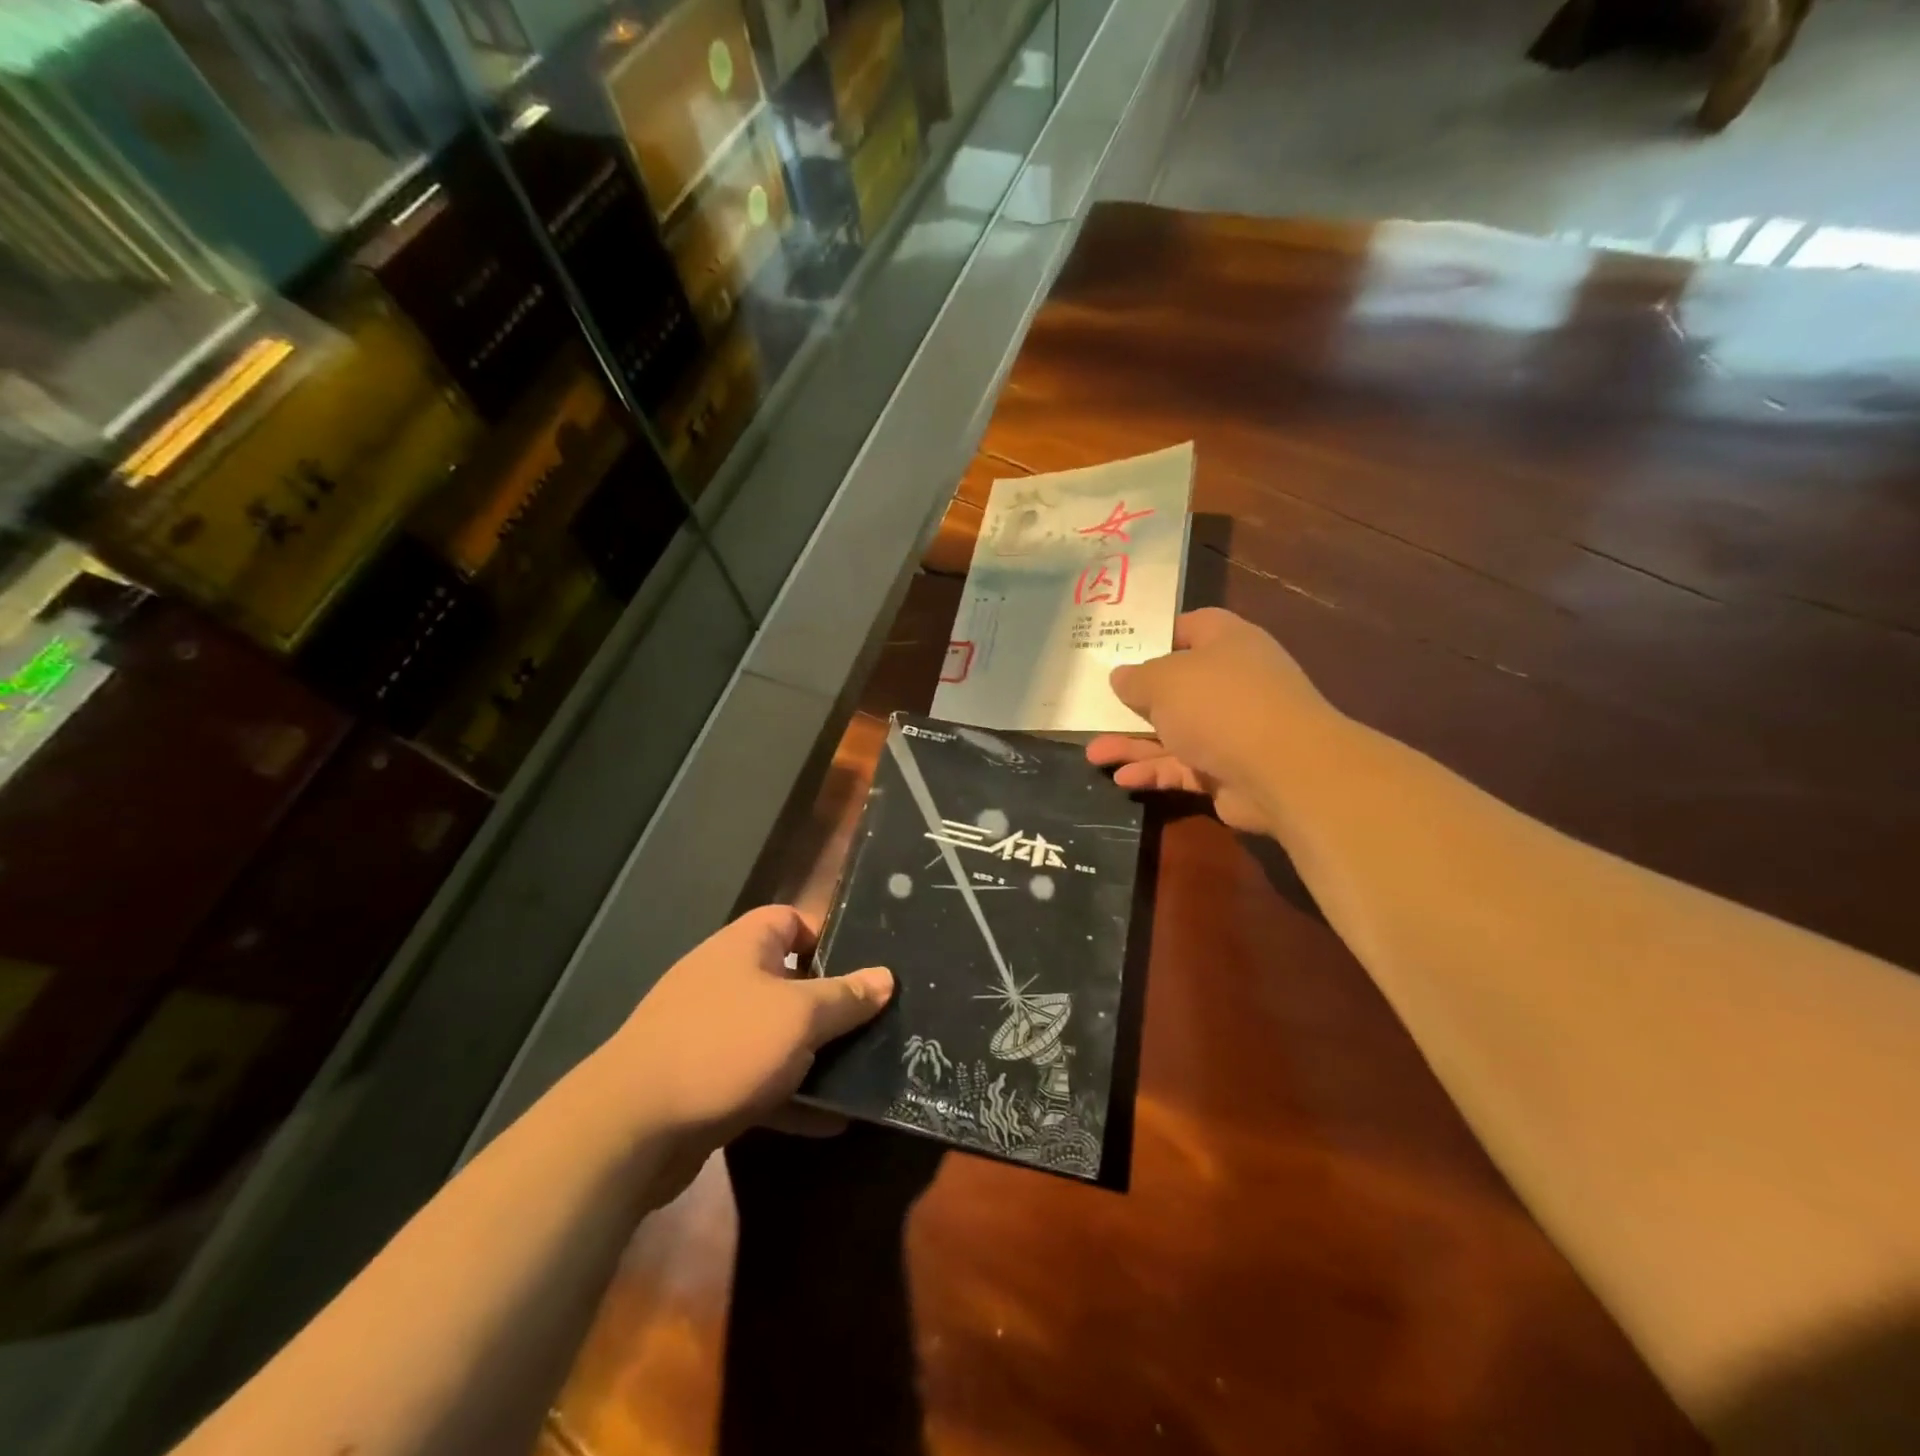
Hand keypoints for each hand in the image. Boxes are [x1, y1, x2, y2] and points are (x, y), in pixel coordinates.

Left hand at [602, 906, 891, 1146]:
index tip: (865, 968)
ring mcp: (712, 1032)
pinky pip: (759, 1079)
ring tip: (863, 1072)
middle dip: (830, 1004)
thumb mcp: (799, 1018)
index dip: (828, 938)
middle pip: (789, 981)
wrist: (631, 1129)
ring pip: (776, 1034)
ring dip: (814, 1054)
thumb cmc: (725, 1046)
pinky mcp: (704, 1081)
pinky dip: (791, 1095)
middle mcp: (726, 981)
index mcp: (744, 947)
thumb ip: (846, 998)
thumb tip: (886, 977)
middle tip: (875, 1023)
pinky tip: (830, 1121)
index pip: (791, 921)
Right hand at [1087, 608, 1341, 837]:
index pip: (1189, 627)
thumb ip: (1136, 678)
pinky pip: (1181, 766)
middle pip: (1174, 686)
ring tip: (1093, 753)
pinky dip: (1153, 771)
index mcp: (1226, 643)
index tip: (1117, 648)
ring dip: (1133, 743)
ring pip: (1172, 732)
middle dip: (1133, 701)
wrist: (1283, 770)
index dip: (1153, 635)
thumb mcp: (1164, 680)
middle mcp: (1231, 681)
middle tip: (1094, 707)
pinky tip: (1121, 779)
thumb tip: (1120, 677)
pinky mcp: (1227, 770)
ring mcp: (1231, 728)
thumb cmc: (1219, 704)